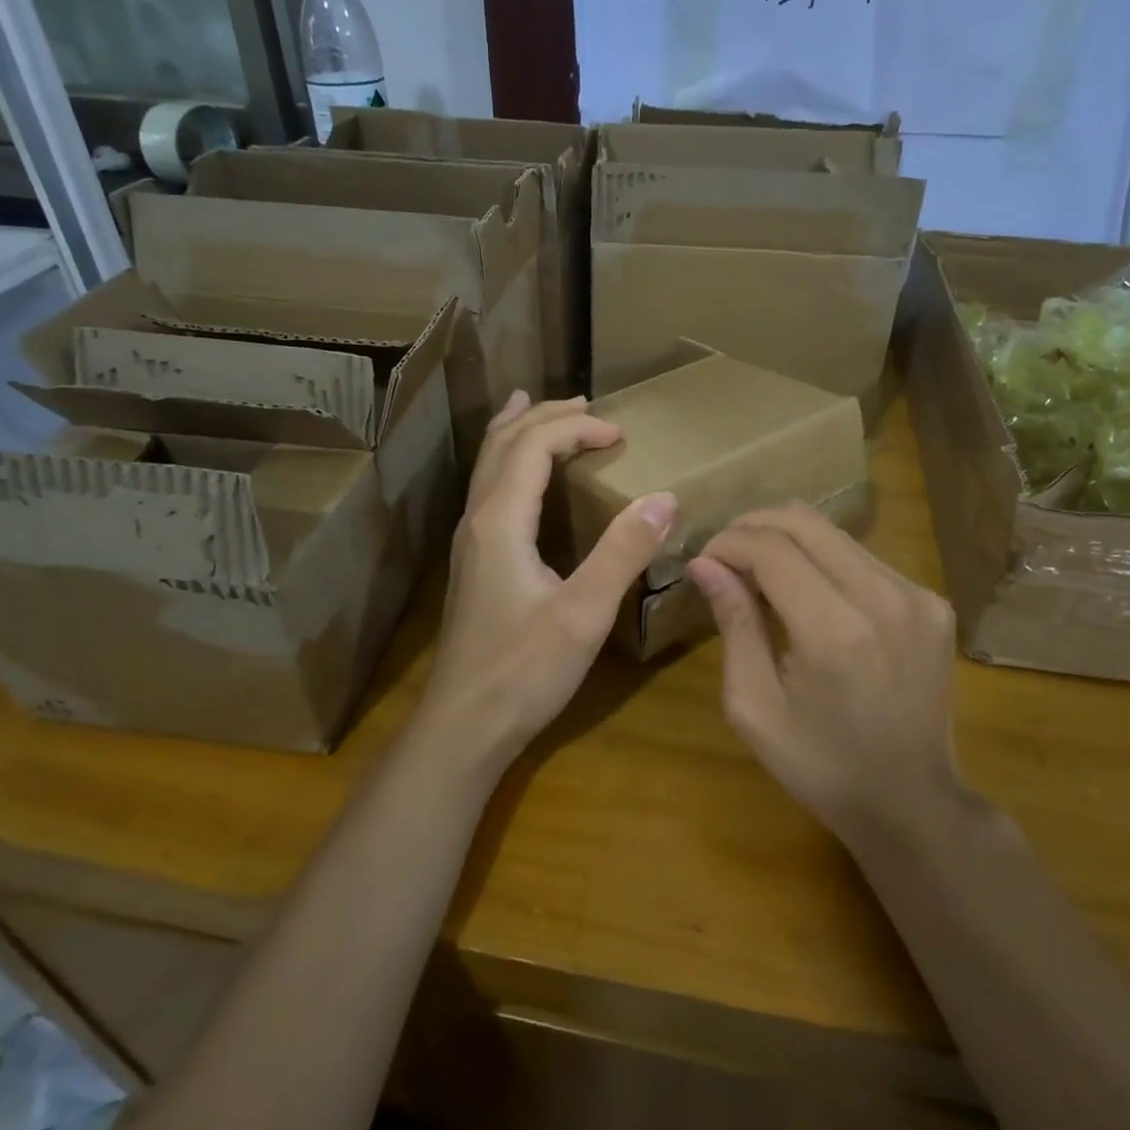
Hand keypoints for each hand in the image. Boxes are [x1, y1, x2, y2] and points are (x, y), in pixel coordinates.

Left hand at [420, 392, 675, 771]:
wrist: (464, 726)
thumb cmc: (524, 671)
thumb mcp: (584, 613)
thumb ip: (623, 553)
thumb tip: (665, 497)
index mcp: (500, 520)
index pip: (533, 445)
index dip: (576, 427)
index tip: (621, 434)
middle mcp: (478, 519)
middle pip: (503, 443)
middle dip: (544, 415)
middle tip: (586, 403)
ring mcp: (470, 541)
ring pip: (489, 464)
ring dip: (519, 431)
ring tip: (541, 408)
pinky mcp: (475, 562)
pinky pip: (490, 488)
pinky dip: (510, 460)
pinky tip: (523, 477)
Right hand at [687, 504, 964, 848]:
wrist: (913, 804)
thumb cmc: (821, 765)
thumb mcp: (755, 706)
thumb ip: (734, 624)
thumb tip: (705, 564)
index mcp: (834, 631)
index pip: (771, 548)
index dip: (729, 542)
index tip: (704, 560)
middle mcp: (882, 598)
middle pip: (805, 522)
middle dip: (754, 527)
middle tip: (726, 554)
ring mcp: (916, 596)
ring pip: (836, 534)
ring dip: (789, 540)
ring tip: (760, 570)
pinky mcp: (933, 602)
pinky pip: (864, 558)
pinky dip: (826, 561)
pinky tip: (810, 593)